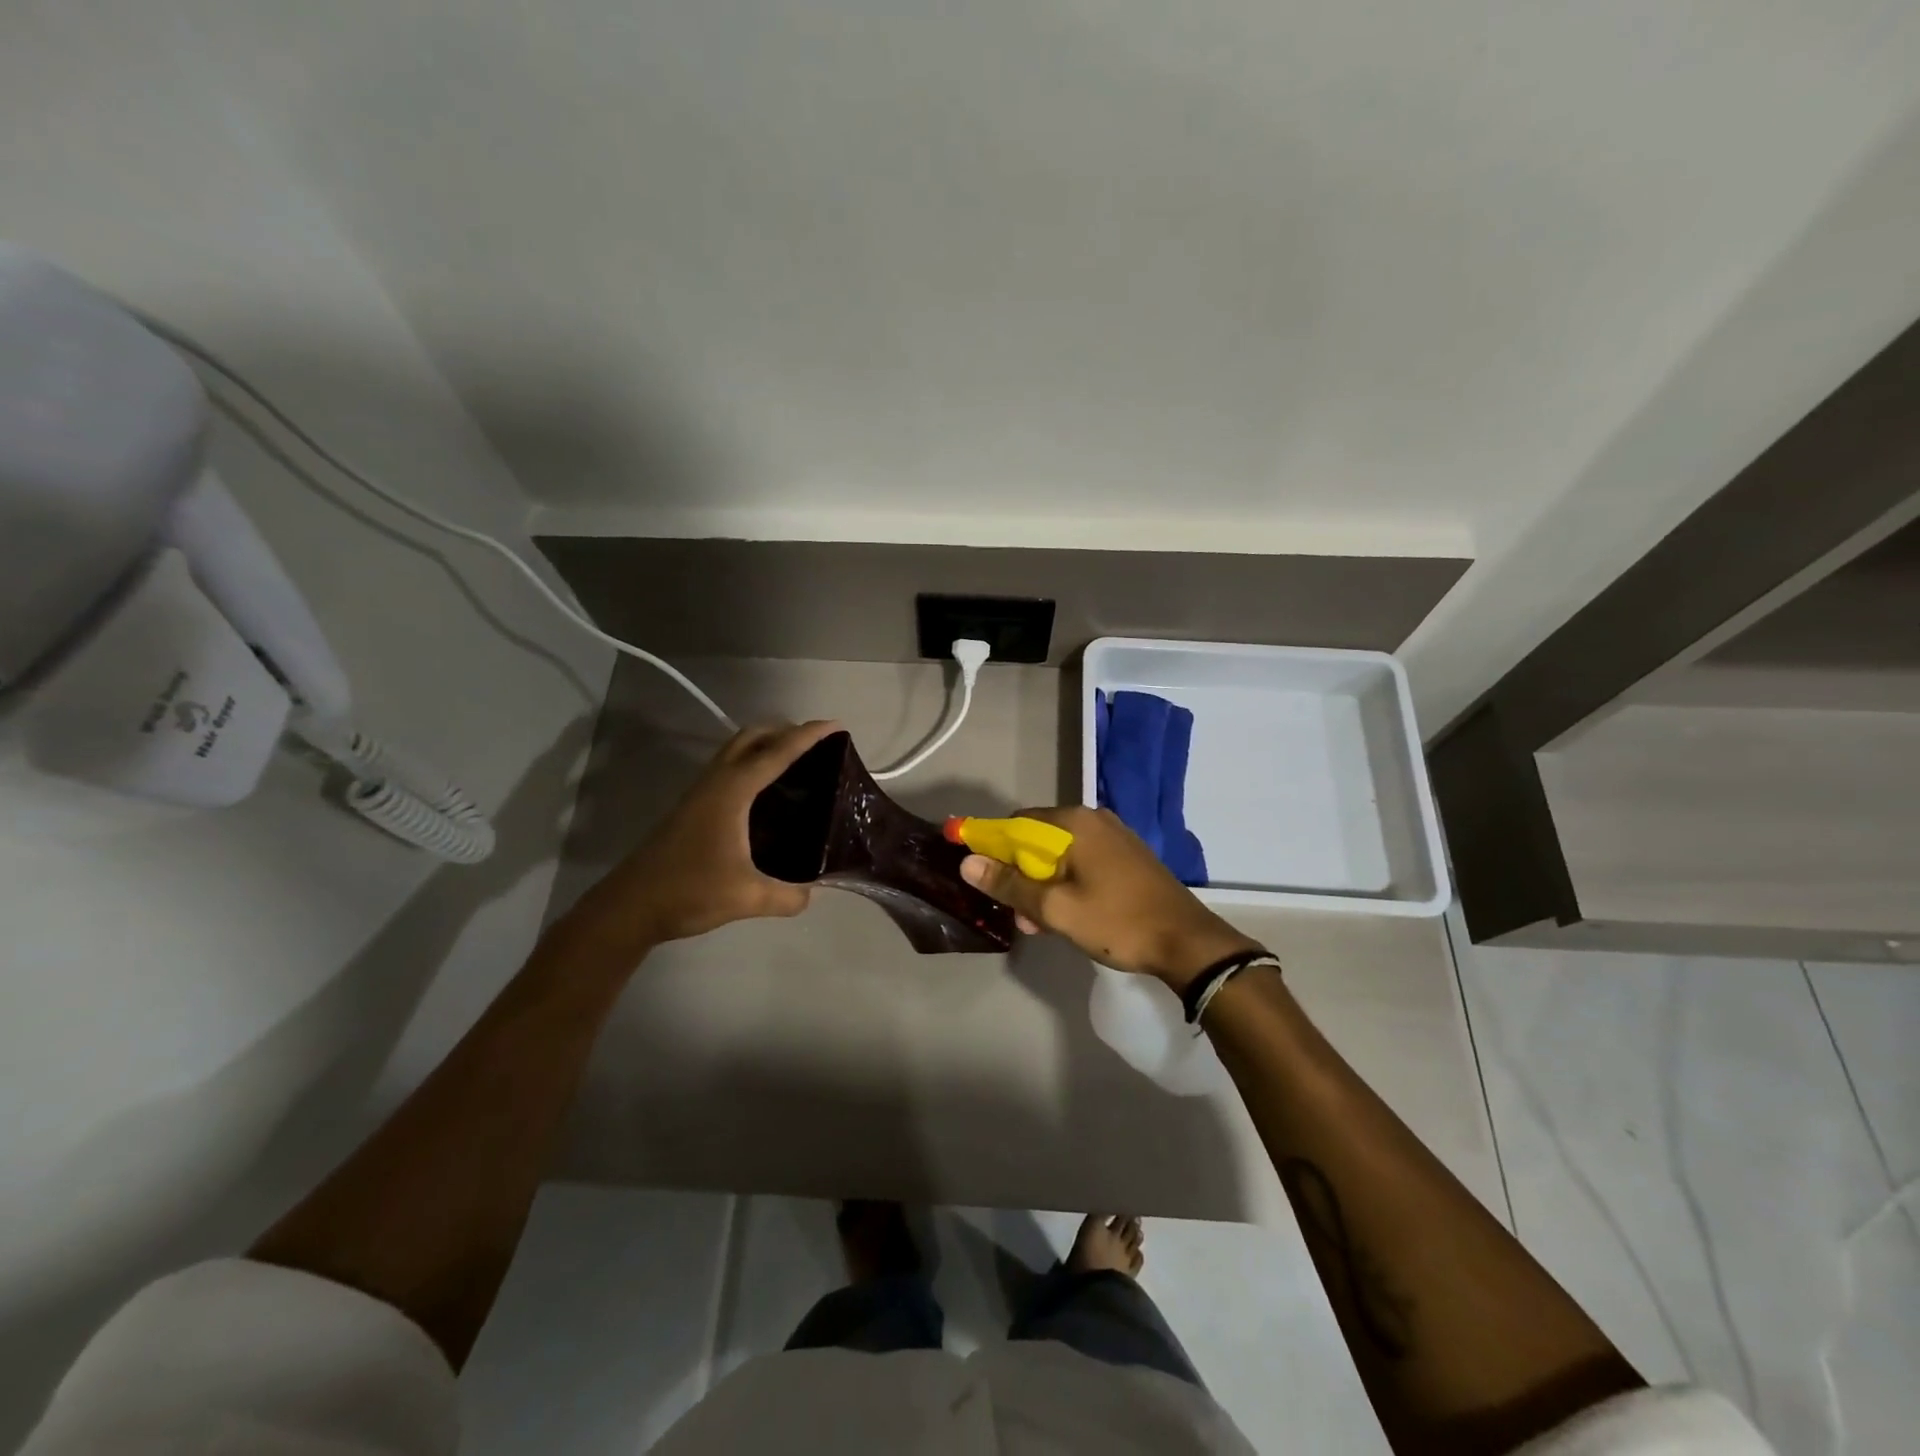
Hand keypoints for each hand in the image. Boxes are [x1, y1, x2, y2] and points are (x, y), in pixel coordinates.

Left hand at [568, 720, 841, 952]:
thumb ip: (787, 896)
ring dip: (766, 745)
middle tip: (817, 745)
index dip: (809, 736)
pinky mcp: (692, 806)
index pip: (777, 753)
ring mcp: (700, 792)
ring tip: (797, 762)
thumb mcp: (747, 898)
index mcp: (732, 791)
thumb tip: (812, 894)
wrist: (631, 906)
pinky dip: (752, 764)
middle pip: (752, 737)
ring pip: (736, 751)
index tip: (836, 726)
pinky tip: (766, 793)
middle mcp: (716, 782)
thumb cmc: (689, 892)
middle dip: (785, 731)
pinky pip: (729, 768)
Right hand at [959, 806, 1262, 990]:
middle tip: (1020, 915)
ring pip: (1061, 855)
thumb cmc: (1117, 922)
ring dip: (1043, 885)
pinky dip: (1067, 884)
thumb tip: (967, 863)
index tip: (984, 880)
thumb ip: (1009, 884)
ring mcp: (1114, 836)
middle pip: (1038, 840)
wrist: (1188, 943)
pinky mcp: (1127, 856)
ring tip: (1041, 925)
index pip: (1015, 824)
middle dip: (1021, 875)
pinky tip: (1068, 915)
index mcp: (1074, 823)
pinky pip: (1083, 862)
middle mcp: (1093, 819)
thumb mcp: (1055, 908)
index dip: (993, 849)